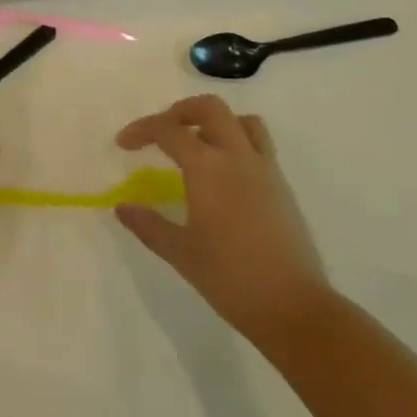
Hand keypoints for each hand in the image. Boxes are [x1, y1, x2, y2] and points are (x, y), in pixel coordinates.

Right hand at [114, 95, 328, 346]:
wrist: (294, 308)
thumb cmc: (231, 278)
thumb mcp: (181, 253)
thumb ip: (148, 225)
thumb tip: (122, 207)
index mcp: (206, 166)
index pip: (168, 130)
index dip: (141, 130)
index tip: (124, 143)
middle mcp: (236, 155)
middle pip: (209, 108)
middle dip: (181, 111)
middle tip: (163, 132)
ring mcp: (264, 167)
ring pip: (240, 120)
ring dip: (216, 122)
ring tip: (199, 144)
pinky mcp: (282, 185)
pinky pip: (259, 144)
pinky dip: (238, 141)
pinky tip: (227, 173)